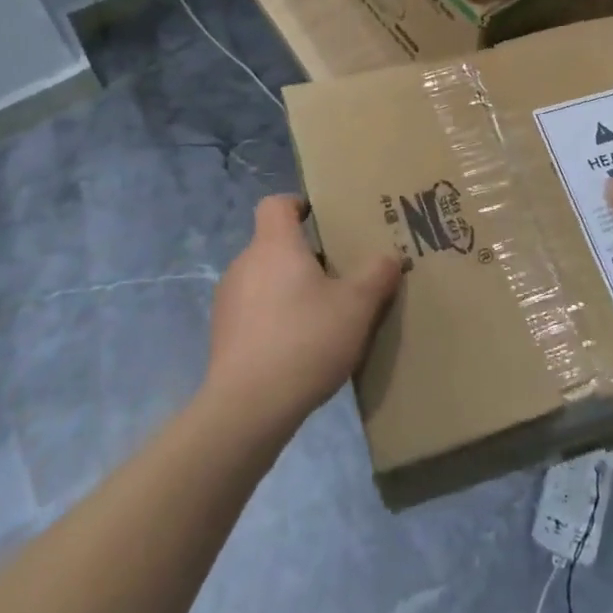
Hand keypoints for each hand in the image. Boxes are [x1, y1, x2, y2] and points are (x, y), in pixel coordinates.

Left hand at [205, 194, 402, 432]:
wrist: (247, 408)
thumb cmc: (305, 340)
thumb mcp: (357, 306)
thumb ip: (377, 275)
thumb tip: (389, 257)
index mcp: (275, 245)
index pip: (276, 204)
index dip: (298, 205)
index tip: (323, 221)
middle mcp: (245, 263)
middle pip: (274, 244)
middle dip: (305, 257)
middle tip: (338, 277)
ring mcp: (229, 300)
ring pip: (265, 280)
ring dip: (289, 290)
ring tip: (321, 318)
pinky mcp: (222, 335)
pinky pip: (254, 312)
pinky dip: (274, 319)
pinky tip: (298, 349)